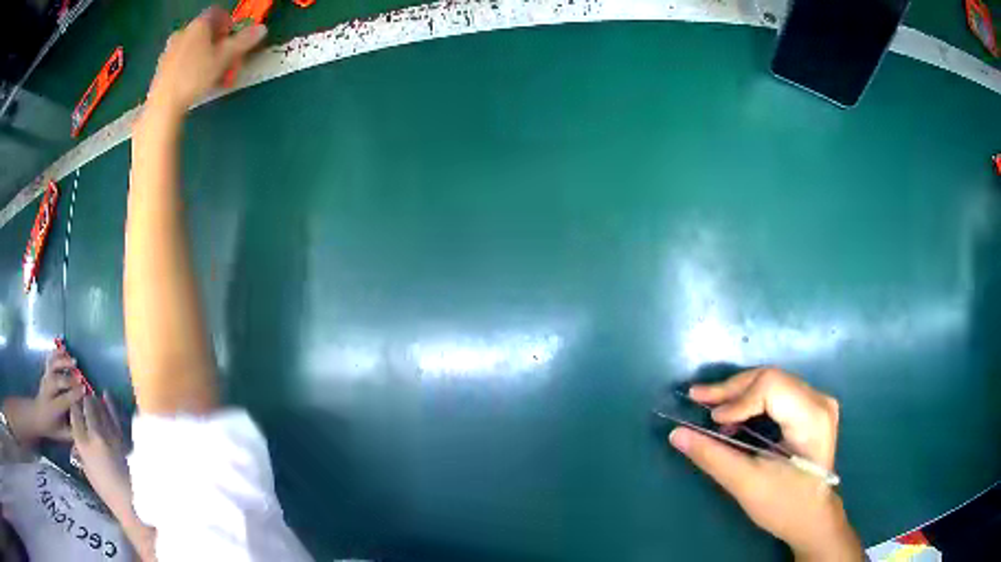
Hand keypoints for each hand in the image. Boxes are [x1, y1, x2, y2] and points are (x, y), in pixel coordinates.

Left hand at [2, 349, 85, 445]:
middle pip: (57, 382)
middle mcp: (47, 392)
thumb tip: (86, 426)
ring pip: (52, 368)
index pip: (63, 400)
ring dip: (62, 363)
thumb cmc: (51, 428)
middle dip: (68, 378)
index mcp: (53, 409)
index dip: (73, 395)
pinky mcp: (45, 373)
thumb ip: (72, 431)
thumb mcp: (62, 435)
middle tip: (80, 376)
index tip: (84, 390)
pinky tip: (64, 349)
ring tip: (73, 361)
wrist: (37, 416)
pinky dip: (56, 354)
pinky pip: (50, 361)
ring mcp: (45, 381)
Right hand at [71, 393, 132, 517]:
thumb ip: (81, 453)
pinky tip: (106, 395)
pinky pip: (113, 415)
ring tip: (92, 396)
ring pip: (99, 408)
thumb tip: (77, 442)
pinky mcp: (122, 436)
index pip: (74, 415)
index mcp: (82, 443)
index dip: (74, 407)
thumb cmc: (105, 490)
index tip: (74, 403)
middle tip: (83, 396)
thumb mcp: (87, 471)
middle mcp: (93, 434)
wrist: (129, 500)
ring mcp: (109, 434)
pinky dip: (109, 404)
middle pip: (87, 408)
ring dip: (95, 401)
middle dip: (84, 401)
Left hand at [145, 5, 266, 117]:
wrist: (163, 105)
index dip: (228, 23)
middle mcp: (182, 32)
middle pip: (204, 32)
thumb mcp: (224, 58)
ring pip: (192, 47)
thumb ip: (243, 41)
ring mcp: (169, 51)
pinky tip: (195, 83)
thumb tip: (262, 29)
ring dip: (204, 57)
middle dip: (217, 43)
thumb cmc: (194, 77)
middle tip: (225, 60)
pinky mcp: (160, 69)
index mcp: (198, 25)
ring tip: (211, 75)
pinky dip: (191, 67)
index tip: (233, 38)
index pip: (217, 13)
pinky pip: (181, 61)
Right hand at [669, 368, 861, 560]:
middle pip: (770, 378)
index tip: (712, 421)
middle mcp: (819, 400)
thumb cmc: (784, 505)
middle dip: (732, 389)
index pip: (771, 386)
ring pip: (771, 381)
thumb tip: (676, 434)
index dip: (738, 398)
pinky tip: (733, 417)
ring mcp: (817, 401)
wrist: (812, 517)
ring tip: (711, 409)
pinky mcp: (810, 408)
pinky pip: (776, 392)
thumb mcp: (746, 484)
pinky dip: (750, 401)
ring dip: (738, 394)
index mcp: (812, 417)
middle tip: (697, 398)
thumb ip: (713, 456)